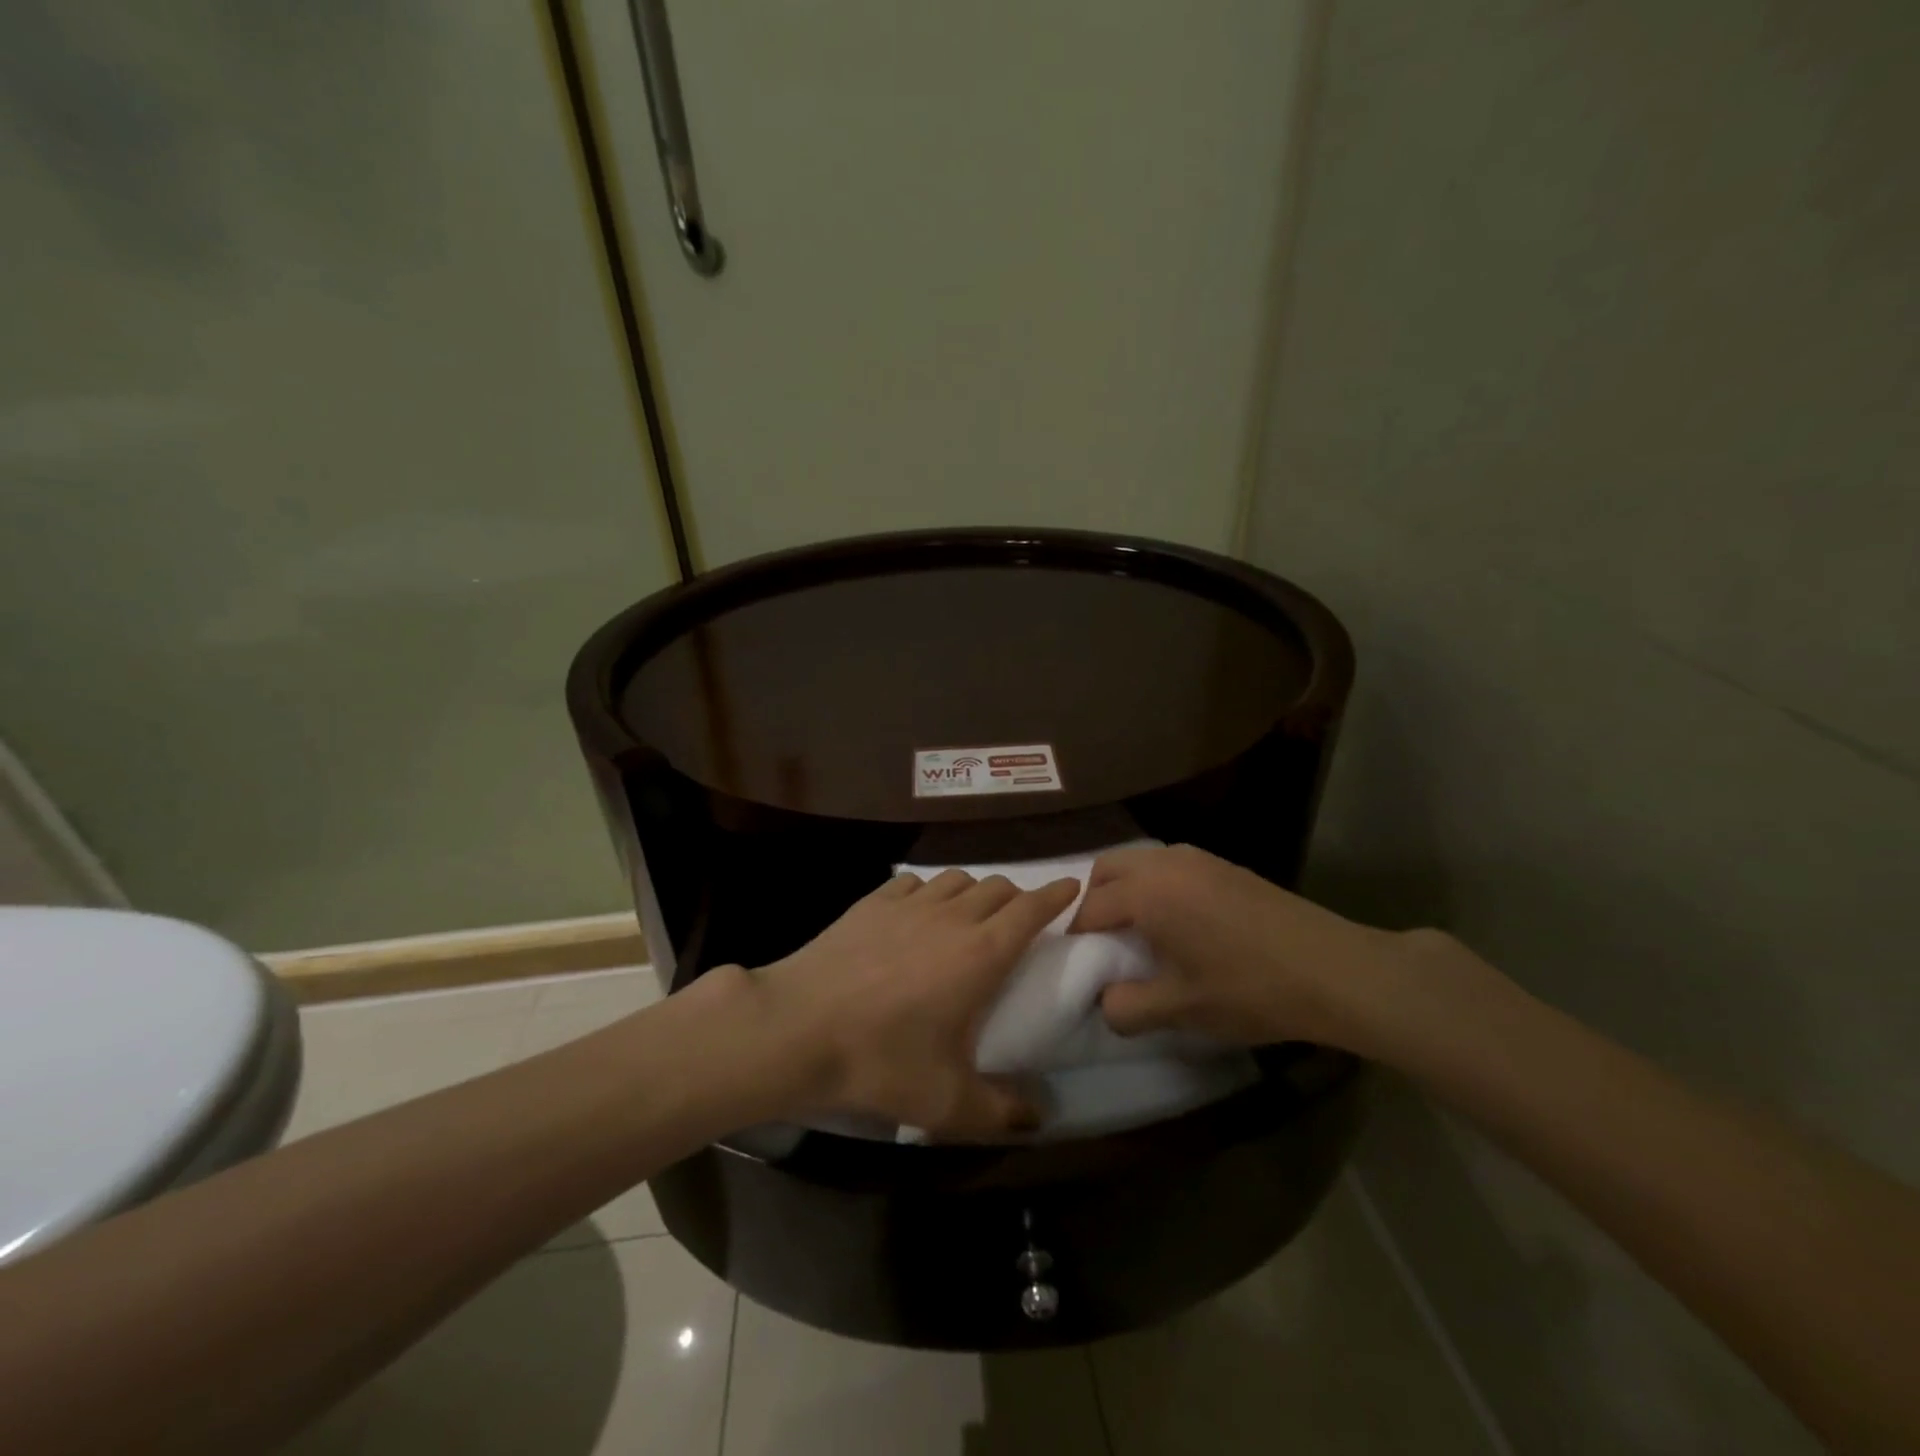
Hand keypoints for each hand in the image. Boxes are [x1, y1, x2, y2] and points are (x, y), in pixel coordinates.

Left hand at [752, 869, 1079, 1137]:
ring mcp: (909, 904)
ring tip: (969, 919)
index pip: (1031, 908)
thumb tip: (1038, 1117)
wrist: (797, 1029)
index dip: (1055, 895)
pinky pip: (915, 883)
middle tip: (1019, 923)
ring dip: (974, 893)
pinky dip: (930, 892)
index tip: (1071, 889)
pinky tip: (918, 914)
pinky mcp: (872, 902)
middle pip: (998, 887)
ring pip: (958, 879)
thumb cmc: (880, 1060)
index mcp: (981, 953)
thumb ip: (1000, 1111)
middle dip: (1017, 898)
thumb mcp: (947, 1102)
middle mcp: (952, 917)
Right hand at [1070, 843, 1425, 1051]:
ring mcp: (1197, 858)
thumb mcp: (1181, 1010)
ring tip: (1139, 935)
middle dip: (1093, 902)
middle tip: (1103, 944)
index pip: (1089, 908)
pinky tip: (1178, 924)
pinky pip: (1168, 866)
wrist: (1335, 970)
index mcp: (1147, 893)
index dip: (1075, 938)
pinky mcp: (1223, 864)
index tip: (1078, 966)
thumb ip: (1127, 1008)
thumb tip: (1105, 1002)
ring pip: (1138, 863)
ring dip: (1125, 891)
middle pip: (1106, 870)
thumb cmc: (1250, 990)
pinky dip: (1155, 886)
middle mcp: (1165, 863)